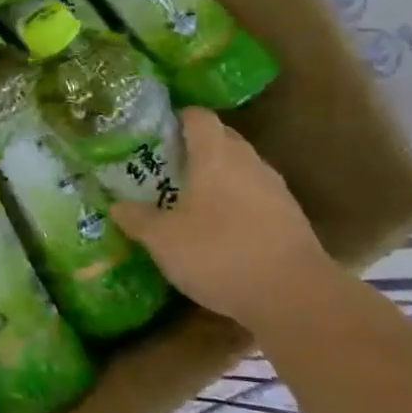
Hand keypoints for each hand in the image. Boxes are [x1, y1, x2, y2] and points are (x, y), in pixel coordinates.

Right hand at [110, 107, 329, 320]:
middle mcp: (248, 162)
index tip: (157, 133)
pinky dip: (237, 203)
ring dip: (218, 177)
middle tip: (167, 168)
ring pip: (241, 168)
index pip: (199, 116)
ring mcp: (275, 189)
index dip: (177, 118)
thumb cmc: (219, 253)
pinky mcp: (291, 217)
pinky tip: (221, 229)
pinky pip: (256, 196)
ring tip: (191, 199)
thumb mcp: (163, 240)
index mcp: (215, 155)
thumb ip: (137, 219)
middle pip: (222, 138)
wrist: (294, 296)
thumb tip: (117, 206)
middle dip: (196, 147)